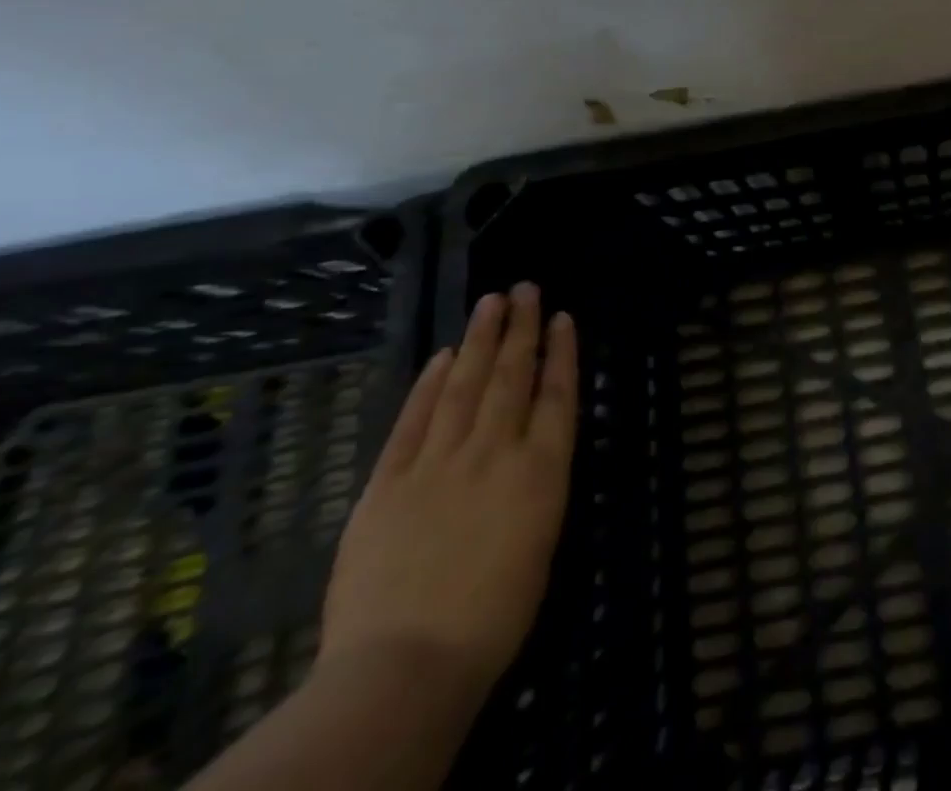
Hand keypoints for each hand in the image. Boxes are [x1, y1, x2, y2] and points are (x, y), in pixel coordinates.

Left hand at [321, 282, 577, 700]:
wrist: (407, 663)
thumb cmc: (494, 615)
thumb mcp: (541, 542)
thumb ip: (537, 486)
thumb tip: (533, 451)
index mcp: (541, 469)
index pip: (558, 394)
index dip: (561, 351)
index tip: (561, 316)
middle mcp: (496, 451)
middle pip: (511, 376)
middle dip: (520, 328)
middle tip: (524, 288)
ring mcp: (439, 462)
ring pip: (464, 385)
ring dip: (479, 340)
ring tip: (490, 302)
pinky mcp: (388, 483)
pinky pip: (413, 421)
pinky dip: (429, 385)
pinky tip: (441, 357)